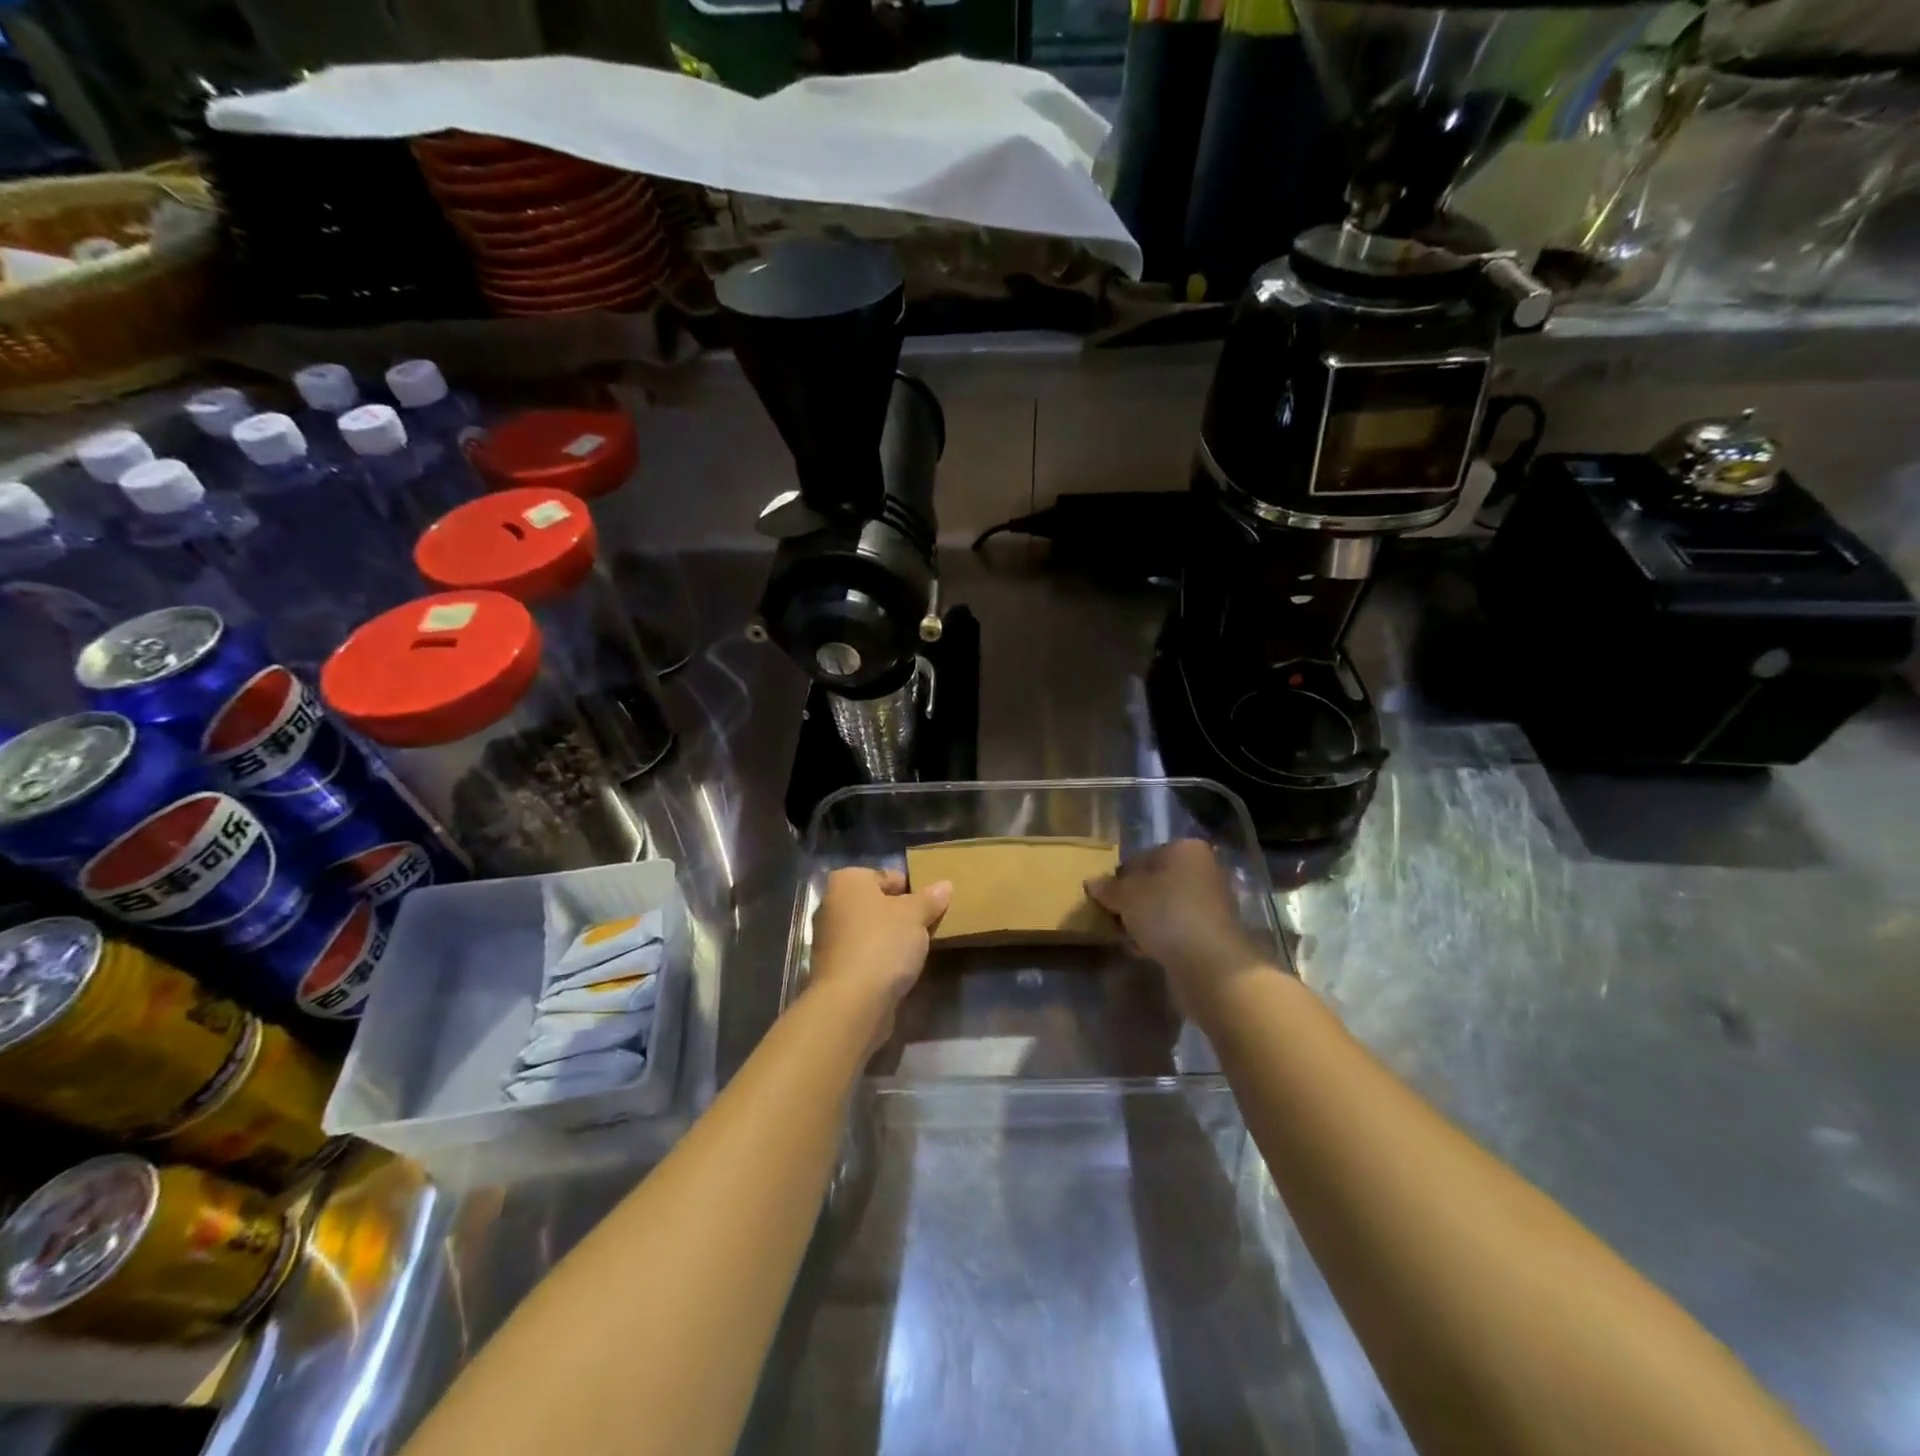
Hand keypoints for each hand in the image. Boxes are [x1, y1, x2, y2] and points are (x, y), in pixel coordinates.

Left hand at [807, 867, 951, 1043]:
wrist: (852, 1002)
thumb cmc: (883, 944)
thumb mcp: (915, 915)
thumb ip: (930, 899)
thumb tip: (944, 885)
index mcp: (847, 882)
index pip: (887, 876)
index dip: (912, 889)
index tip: (931, 906)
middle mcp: (831, 905)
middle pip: (876, 904)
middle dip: (899, 914)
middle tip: (927, 927)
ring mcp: (828, 939)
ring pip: (869, 931)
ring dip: (890, 939)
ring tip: (917, 951)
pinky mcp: (832, 969)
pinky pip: (863, 955)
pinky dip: (879, 960)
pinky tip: (899, 971)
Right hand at [1086, 840, 1268, 1017]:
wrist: (1211, 964)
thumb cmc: (1166, 914)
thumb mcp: (1126, 896)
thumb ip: (1108, 888)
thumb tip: (1092, 883)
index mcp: (1185, 849)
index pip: (1142, 857)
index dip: (1119, 877)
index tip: (1103, 897)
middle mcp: (1203, 870)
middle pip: (1156, 881)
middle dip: (1133, 899)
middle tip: (1112, 916)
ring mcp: (1211, 902)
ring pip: (1166, 906)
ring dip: (1145, 919)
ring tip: (1124, 936)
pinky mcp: (1213, 932)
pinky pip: (1177, 928)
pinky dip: (1160, 936)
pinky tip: (1142, 950)